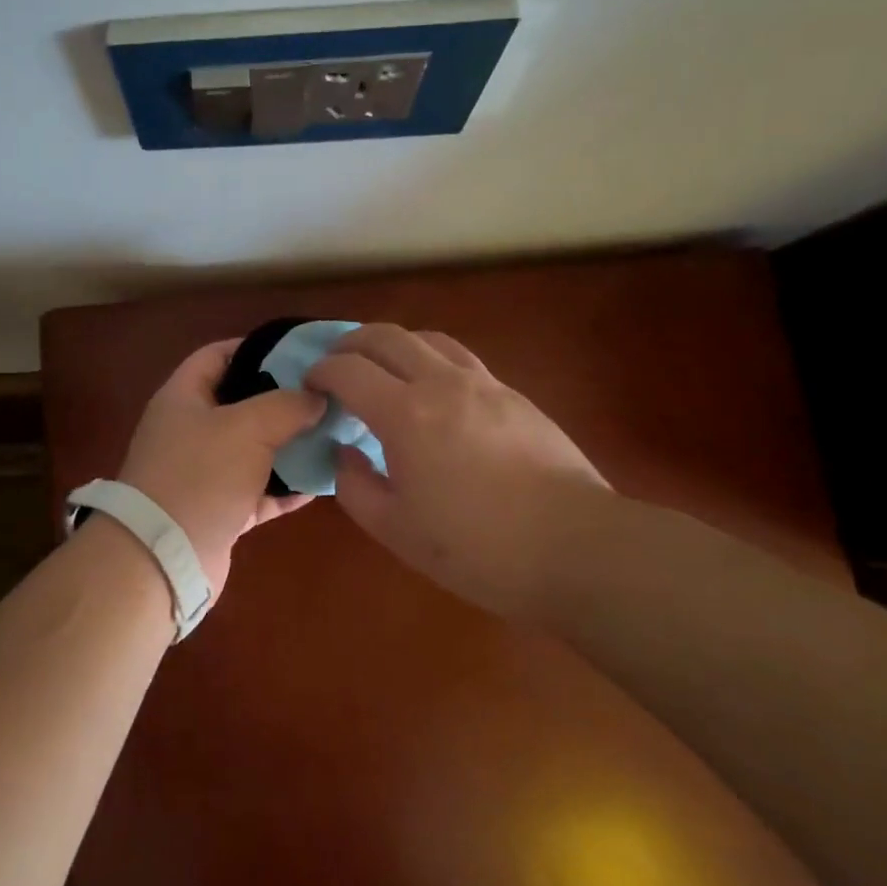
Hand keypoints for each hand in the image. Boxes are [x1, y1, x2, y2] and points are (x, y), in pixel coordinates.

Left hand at [115, 339, 326, 592]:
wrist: (163, 557)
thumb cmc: (200, 475)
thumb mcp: (247, 427)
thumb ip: (286, 405)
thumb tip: (317, 397)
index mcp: (183, 397)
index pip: (218, 355)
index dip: (256, 347)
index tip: (299, 352)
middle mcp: (190, 430)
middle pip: (240, 403)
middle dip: (282, 400)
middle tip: (324, 396)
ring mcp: (202, 473)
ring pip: (252, 450)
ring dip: (288, 445)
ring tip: (331, 435)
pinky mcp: (217, 511)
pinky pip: (257, 492)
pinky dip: (283, 488)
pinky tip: (318, 483)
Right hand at [306, 324, 616, 618]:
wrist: (577, 549)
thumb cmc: (478, 548)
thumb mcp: (396, 530)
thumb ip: (355, 486)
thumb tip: (346, 453)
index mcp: (405, 413)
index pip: (347, 369)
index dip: (320, 371)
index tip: (309, 386)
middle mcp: (441, 383)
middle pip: (385, 336)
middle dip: (350, 344)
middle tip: (336, 366)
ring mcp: (483, 384)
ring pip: (427, 339)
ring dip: (394, 345)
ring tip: (383, 371)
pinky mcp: (514, 396)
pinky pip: (460, 360)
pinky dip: (431, 361)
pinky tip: (434, 394)